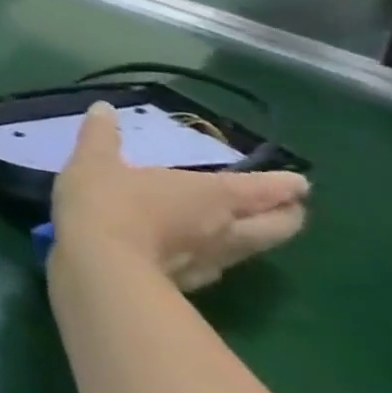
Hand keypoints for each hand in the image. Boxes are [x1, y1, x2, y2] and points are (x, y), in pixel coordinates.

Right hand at [52, 103, 310, 291]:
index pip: (265, 189)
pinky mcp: (191, 284)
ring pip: (254, 250)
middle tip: (286, 207)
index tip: (298, 182)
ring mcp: (212, 260)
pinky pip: (216, 266)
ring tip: (245, 228)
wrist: (100, 265)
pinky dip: (216, 256)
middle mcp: (226, 228)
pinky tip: (198, 253)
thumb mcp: (93, 161)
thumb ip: (101, 136)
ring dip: (257, 238)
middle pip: (278, 226)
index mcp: (212, 194)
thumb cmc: (107, 203)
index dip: (284, 184)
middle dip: (287, 215)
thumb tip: (103, 108)